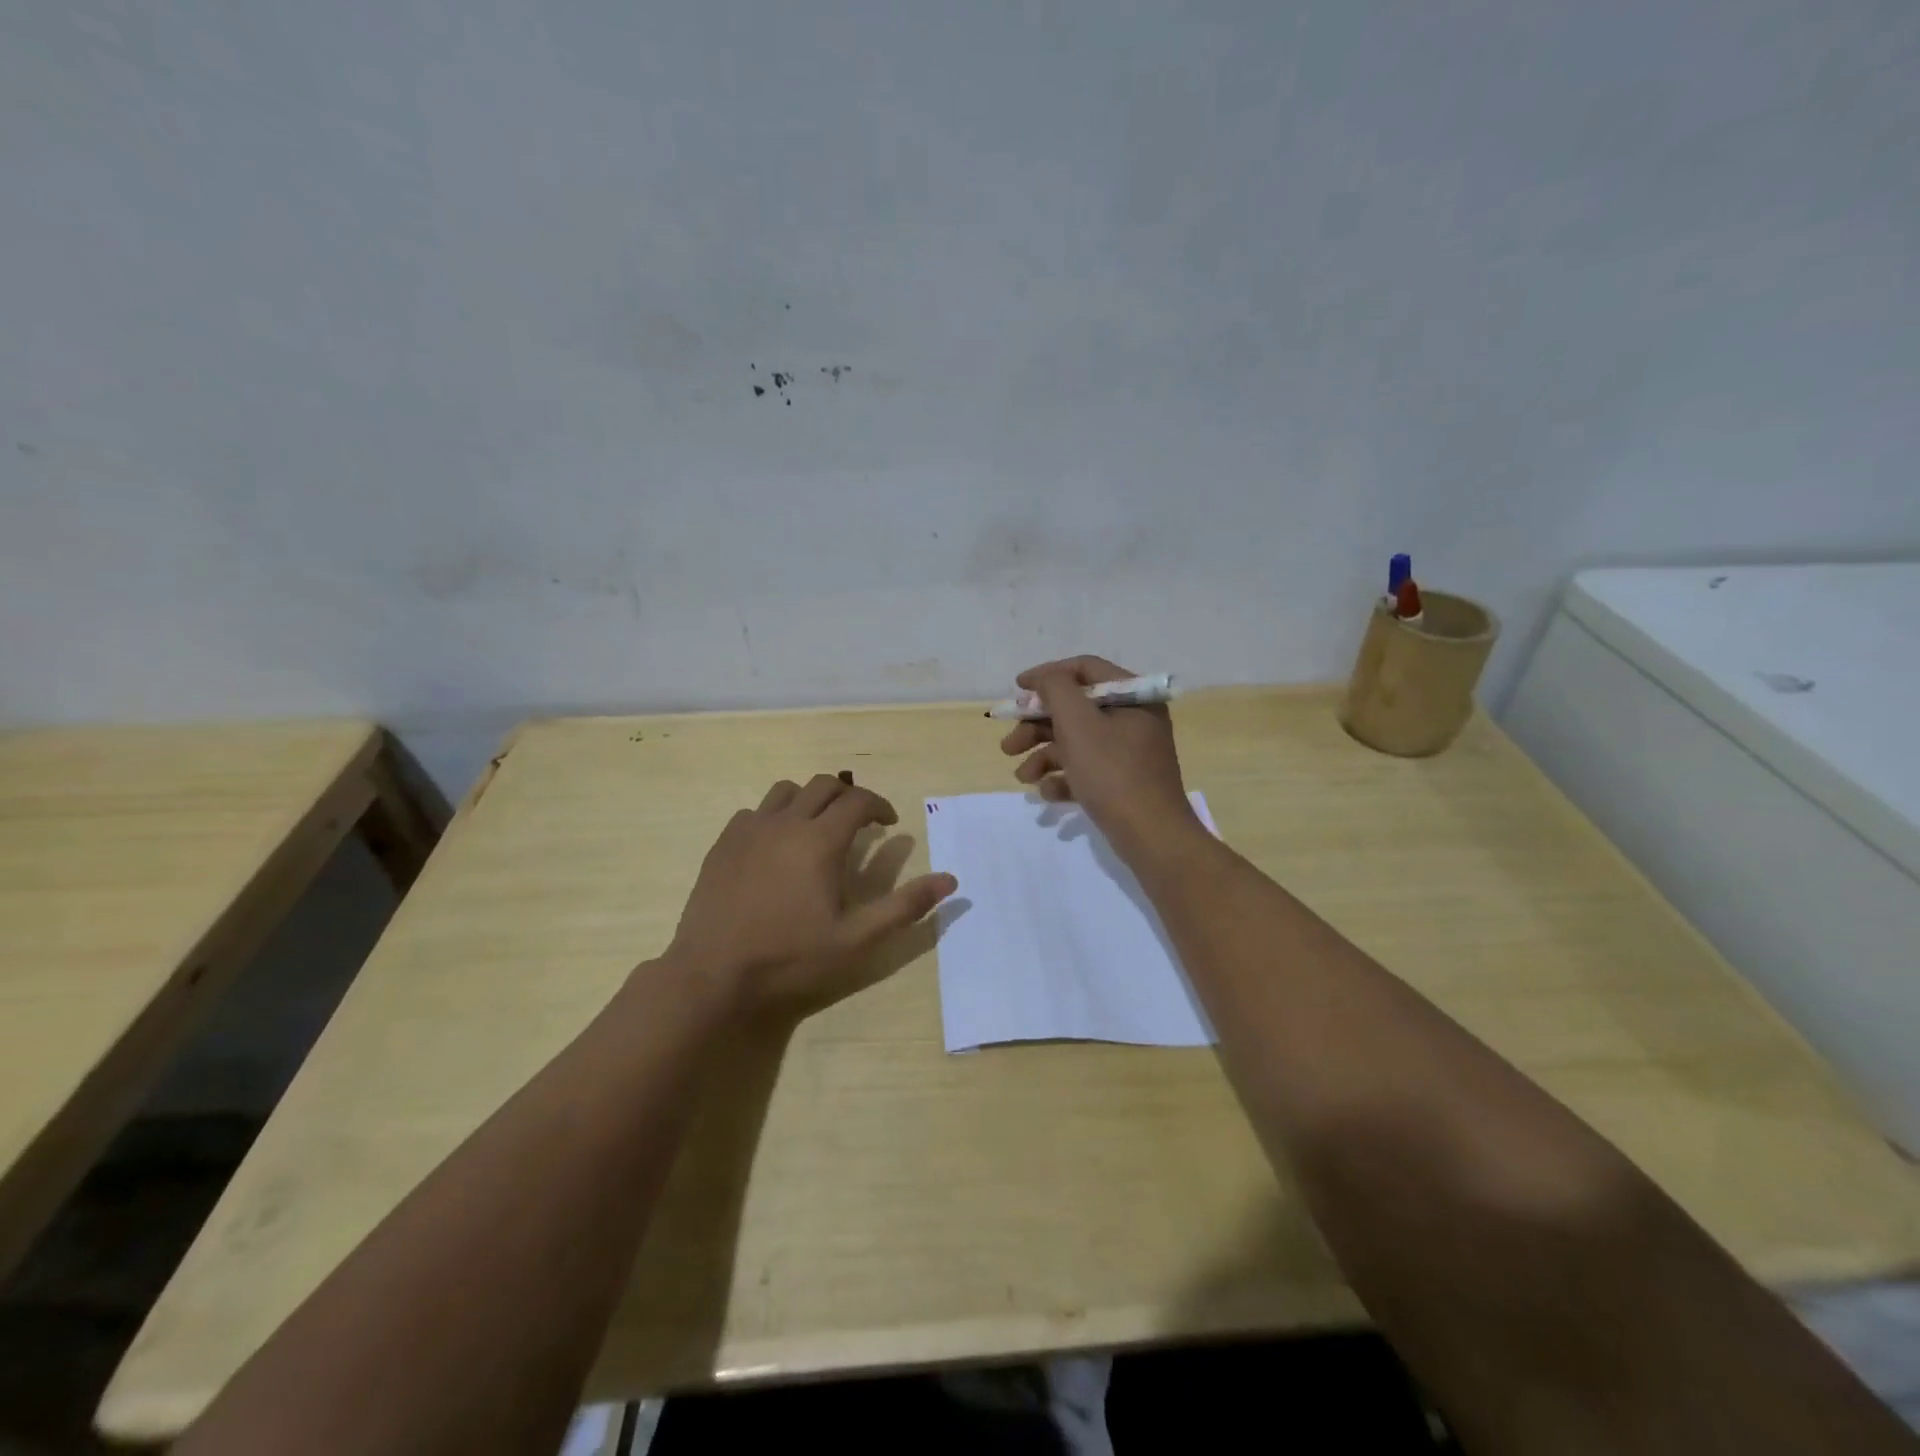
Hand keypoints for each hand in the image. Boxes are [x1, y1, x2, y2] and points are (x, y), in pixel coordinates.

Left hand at [663, 774, 957, 1014]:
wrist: (713, 975)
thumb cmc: (791, 958)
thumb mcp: (857, 940)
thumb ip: (904, 906)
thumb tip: (950, 880)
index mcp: (820, 841)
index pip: (858, 801)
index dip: (879, 806)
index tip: (889, 824)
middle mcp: (786, 823)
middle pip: (823, 786)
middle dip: (848, 797)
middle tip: (860, 823)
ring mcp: (749, 830)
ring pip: (786, 791)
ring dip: (810, 800)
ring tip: (818, 828)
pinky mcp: (723, 843)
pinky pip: (755, 812)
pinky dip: (775, 816)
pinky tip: (775, 846)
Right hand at [1001, 655, 1202, 861]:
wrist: (1151, 836)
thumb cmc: (1113, 773)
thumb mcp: (1078, 724)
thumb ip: (1056, 690)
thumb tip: (1045, 679)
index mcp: (1132, 697)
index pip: (1084, 669)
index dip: (1047, 675)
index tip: (1016, 689)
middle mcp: (1133, 719)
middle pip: (1075, 709)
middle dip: (1037, 726)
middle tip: (1008, 745)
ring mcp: (1129, 753)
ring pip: (1077, 742)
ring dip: (1044, 756)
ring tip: (1022, 777)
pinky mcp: (1123, 782)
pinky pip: (1087, 769)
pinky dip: (1064, 778)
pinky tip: (1047, 793)